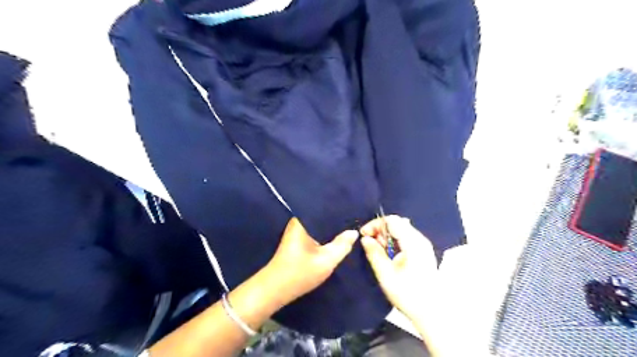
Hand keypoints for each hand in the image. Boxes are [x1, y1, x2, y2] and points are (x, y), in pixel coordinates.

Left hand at [263, 219, 357, 304]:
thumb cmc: (299, 273)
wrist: (275, 290)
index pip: (325, 208)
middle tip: (355, 220)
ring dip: (332, 228)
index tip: (354, 211)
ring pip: (320, 225)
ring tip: (349, 227)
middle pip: (322, 216)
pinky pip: (316, 232)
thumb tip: (354, 232)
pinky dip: (325, 235)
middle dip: (337, 219)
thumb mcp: (326, 261)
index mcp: (303, 221)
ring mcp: (297, 231)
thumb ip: (342, 246)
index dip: (340, 210)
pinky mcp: (298, 240)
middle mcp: (299, 222)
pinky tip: (337, 238)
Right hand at [361, 216, 435, 322]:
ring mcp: (423, 245)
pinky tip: (389, 256)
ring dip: (386, 237)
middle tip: (370, 245)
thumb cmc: (408, 294)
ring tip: (378, 251)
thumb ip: (374, 253)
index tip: (364, 235)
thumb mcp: (386, 274)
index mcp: (412, 242)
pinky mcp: (423, 252)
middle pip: (397, 223)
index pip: (392, 220)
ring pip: (401, 230)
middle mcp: (419, 239)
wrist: (432, 312)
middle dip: (380, 230)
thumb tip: (365, 238)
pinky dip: (394, 242)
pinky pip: (405, 238)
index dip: (375, 224)